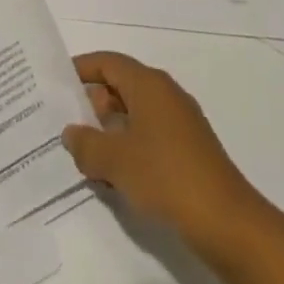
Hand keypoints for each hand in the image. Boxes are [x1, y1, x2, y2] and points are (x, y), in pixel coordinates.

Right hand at [63, 52, 262, 255]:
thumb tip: (71, 133)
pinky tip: (115, 175)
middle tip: (66, 124)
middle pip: (121, 85)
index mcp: (148, 84)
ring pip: (135, 112)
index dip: (81, 69)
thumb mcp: (115, 161)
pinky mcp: (189, 149)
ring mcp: (180, 122)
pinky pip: (149, 134)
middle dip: (93, 103)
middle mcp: (165, 94)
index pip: (108, 62)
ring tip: (85, 153)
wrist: (226, 221)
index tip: (57, 82)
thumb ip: (86, 144)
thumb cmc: (166, 176)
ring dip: (110, 129)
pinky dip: (129, 145)